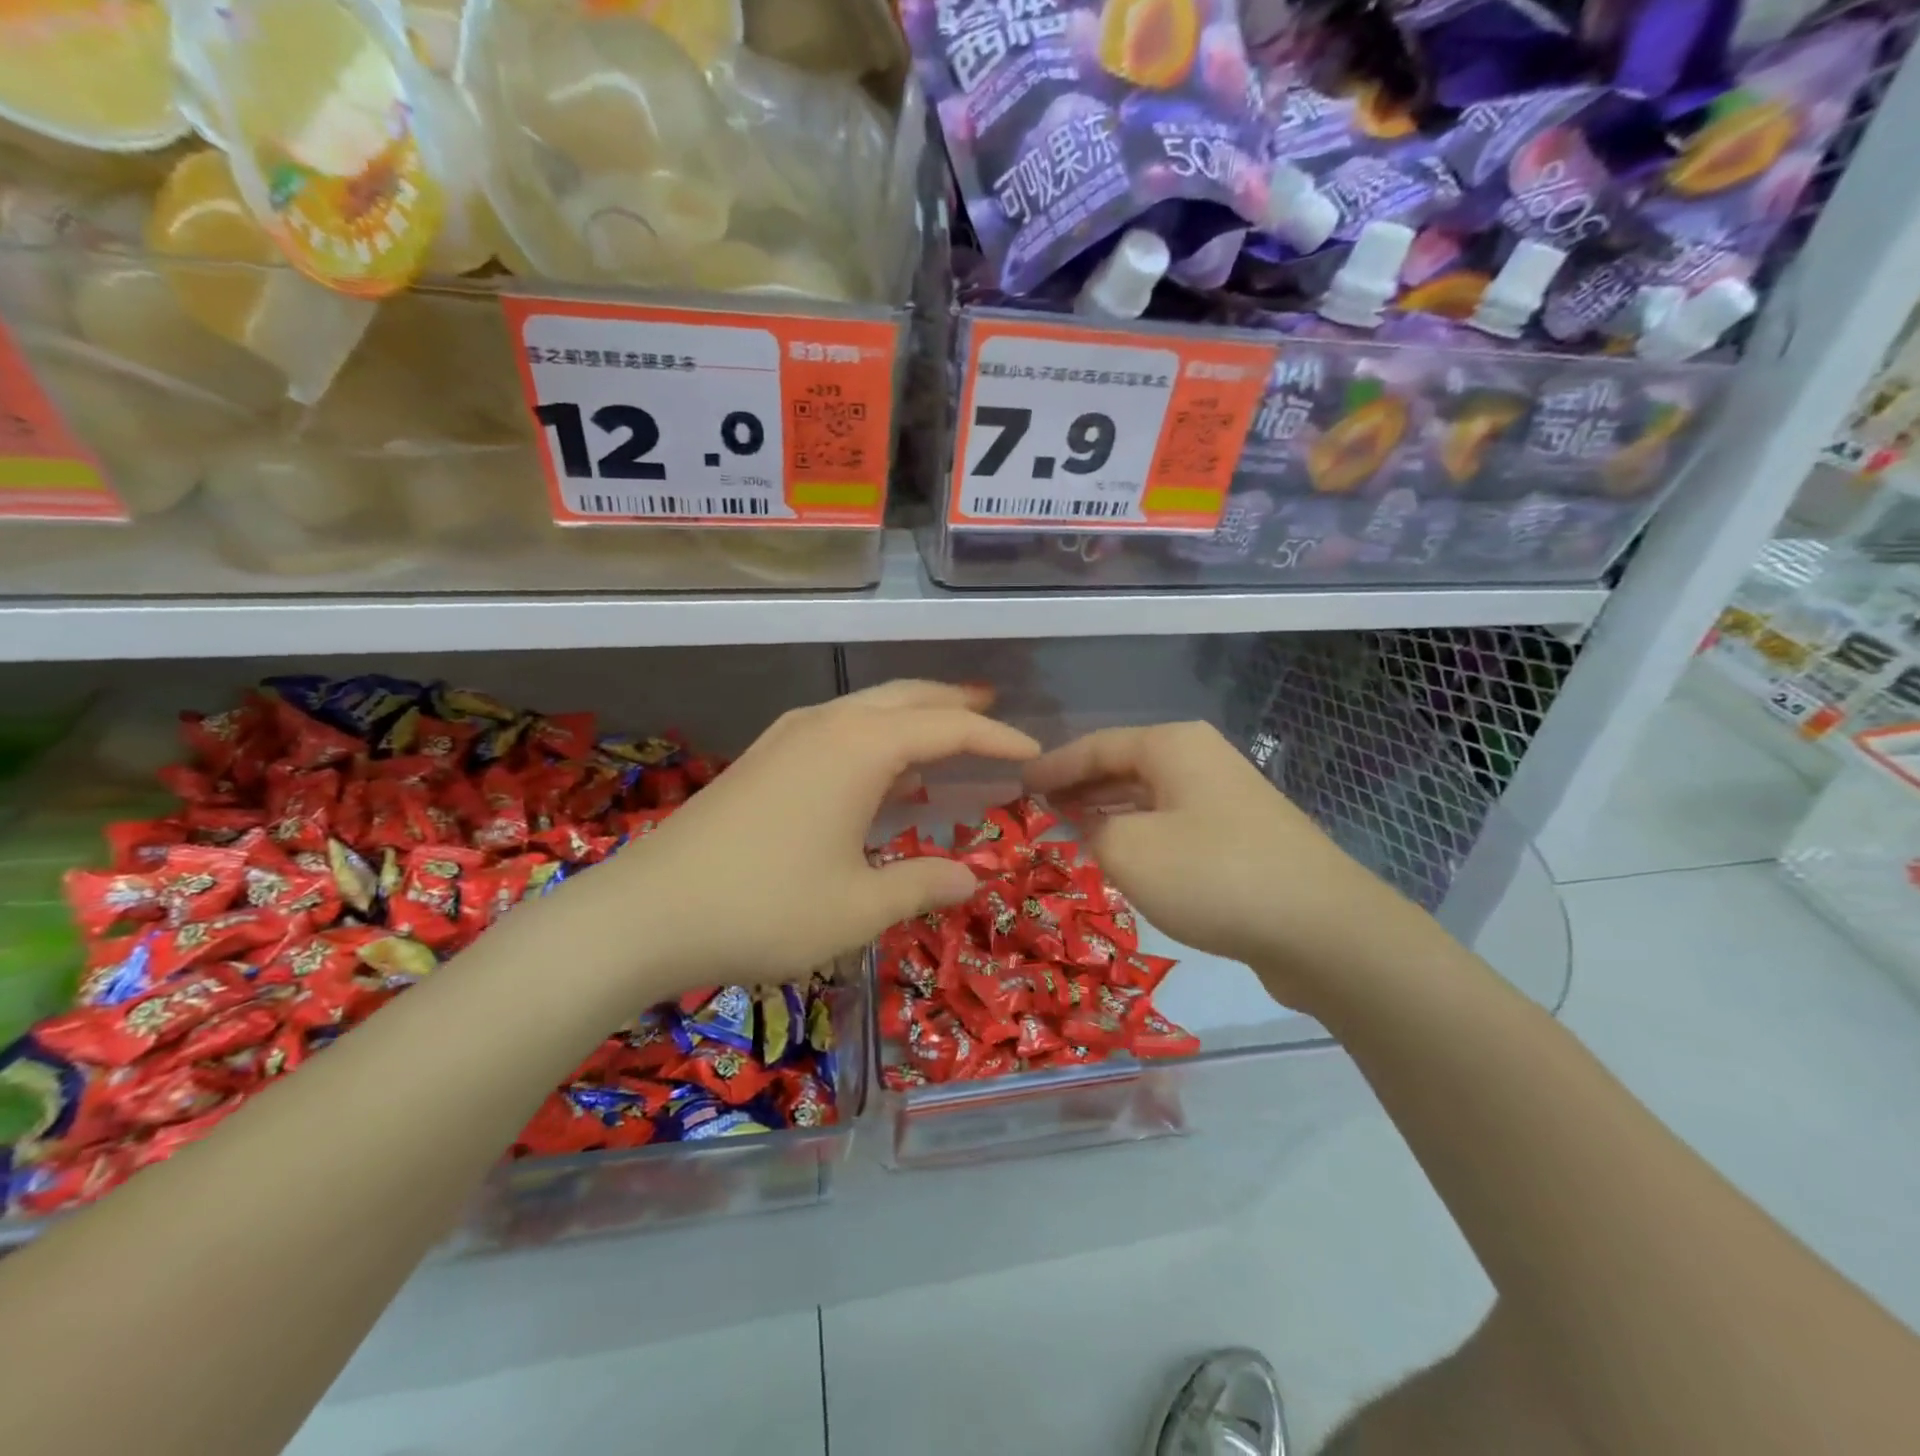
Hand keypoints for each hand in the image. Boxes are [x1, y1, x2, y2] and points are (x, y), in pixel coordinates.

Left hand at [616, 681, 1039, 984]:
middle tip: (994, 715)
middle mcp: (828, 725)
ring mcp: (789, 736)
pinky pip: (839, 728)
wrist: (647, 912)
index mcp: (861, 748)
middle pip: (907, 698)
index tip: (1033, 753)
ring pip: (868, 708)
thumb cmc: (765, 907)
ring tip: (948, 735)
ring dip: (914, 716)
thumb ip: (924, 884)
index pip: (948, 728)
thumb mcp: (859, 906)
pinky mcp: (764, 757)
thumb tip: (973, 877)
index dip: (996, 739)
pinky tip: (881, 771)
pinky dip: (876, 736)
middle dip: (955, 704)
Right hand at [1023, 721, 1416, 1011]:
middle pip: (1123, 765)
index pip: (1094, 745)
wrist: (1323, 929)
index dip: (1051, 765)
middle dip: (1079, 786)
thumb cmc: (1212, 875)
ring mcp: (1227, 798)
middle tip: (1037, 809)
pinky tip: (1124, 858)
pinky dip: (1141, 833)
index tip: (1016, 783)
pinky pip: (1174, 823)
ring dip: (1109, 812)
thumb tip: (1089, 824)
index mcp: (1172, 746)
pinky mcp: (1243, 836)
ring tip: (1070, 831)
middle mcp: (1201, 759)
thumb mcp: (1128, 851)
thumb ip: (1091, 831)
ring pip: (1150, 796)